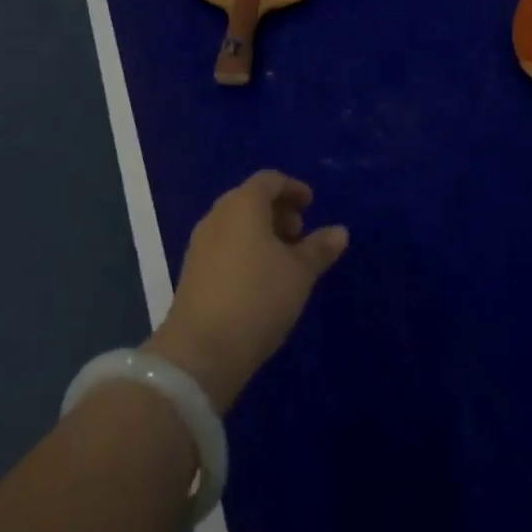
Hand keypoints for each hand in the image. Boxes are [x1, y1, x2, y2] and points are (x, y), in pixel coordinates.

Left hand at [146, 171, 348, 412]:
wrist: (201, 351)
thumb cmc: (258, 298)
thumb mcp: (299, 273)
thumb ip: (319, 248)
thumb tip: (339, 231)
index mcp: (243, 205)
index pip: (269, 180)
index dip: (292, 188)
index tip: (310, 205)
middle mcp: (218, 216)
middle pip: (250, 200)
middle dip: (278, 211)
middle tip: (299, 234)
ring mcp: (200, 244)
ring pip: (236, 224)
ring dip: (261, 232)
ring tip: (284, 260)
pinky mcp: (192, 271)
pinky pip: (224, 245)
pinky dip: (245, 249)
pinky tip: (260, 279)